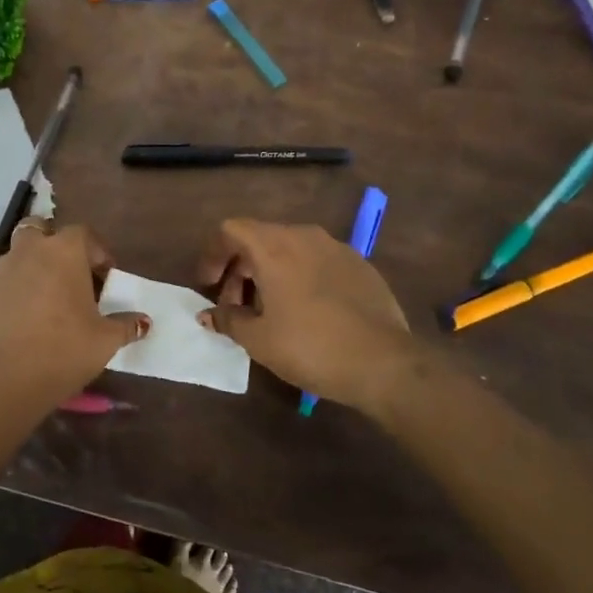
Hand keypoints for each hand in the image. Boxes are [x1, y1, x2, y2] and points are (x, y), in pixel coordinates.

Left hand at [0, 220, 148, 416]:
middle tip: (67, 276)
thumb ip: (126, 326)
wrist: (2, 380)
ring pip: (15, 257)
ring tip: (42, 303)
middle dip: (52, 245)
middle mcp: (28, 252)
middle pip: (39, 230)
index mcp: (63, 253)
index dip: (96, 251)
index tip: (105, 276)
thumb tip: (143, 322)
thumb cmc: (63, 351)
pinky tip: (17, 324)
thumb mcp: (105, 341)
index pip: (83, 233)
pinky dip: (9, 296)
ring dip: (30, 270)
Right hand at [198, 218, 411, 412]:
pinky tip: (306, 311)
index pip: (231, 229)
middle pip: (260, 238)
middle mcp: (304, 236)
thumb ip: (228, 319)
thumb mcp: (259, 339)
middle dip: (240, 269)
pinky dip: (300, 276)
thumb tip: (208, 314)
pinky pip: (317, 261)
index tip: (209, 285)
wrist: (383, 362)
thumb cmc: (310, 347)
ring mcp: (336, 248)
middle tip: (235, 306)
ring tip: (269, 310)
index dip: (213, 254)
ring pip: (290, 249)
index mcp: (274, 247)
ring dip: (270, 272)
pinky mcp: (360, 264)